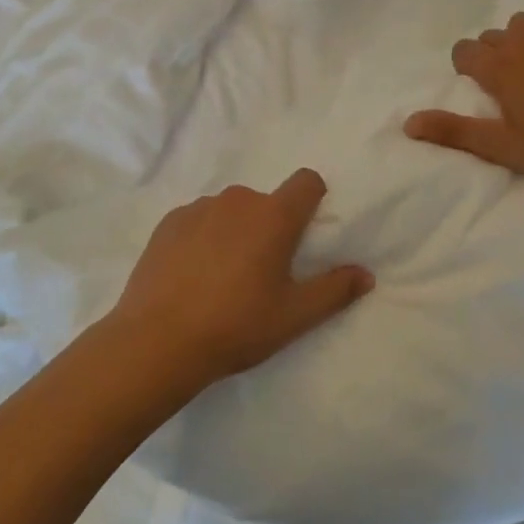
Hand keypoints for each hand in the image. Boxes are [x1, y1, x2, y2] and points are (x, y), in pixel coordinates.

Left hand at [105, 169, 372, 393]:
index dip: (313, 199)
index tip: (306, 231)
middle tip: (262, 272)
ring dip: (235, 231)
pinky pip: (198, 219)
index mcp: (274, 216)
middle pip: (266, 201)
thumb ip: (335, 290)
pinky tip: (192, 275)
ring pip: (230, 210)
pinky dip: (202, 237)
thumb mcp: (294, 316)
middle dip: (270, 226)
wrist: (157, 341)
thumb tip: (366, 274)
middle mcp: (237, 200)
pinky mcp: (168, 222)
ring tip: (222, 277)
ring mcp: (199, 208)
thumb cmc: (236, 326)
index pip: (306, 181)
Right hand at [405, 5, 523, 187]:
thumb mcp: (504, 147)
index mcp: (498, 68)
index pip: (464, 50)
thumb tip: (407, 123)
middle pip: (493, 37)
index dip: (468, 68)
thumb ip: (454, 131)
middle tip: (518, 88)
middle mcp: (521, 39)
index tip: (486, 89)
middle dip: (496, 56)